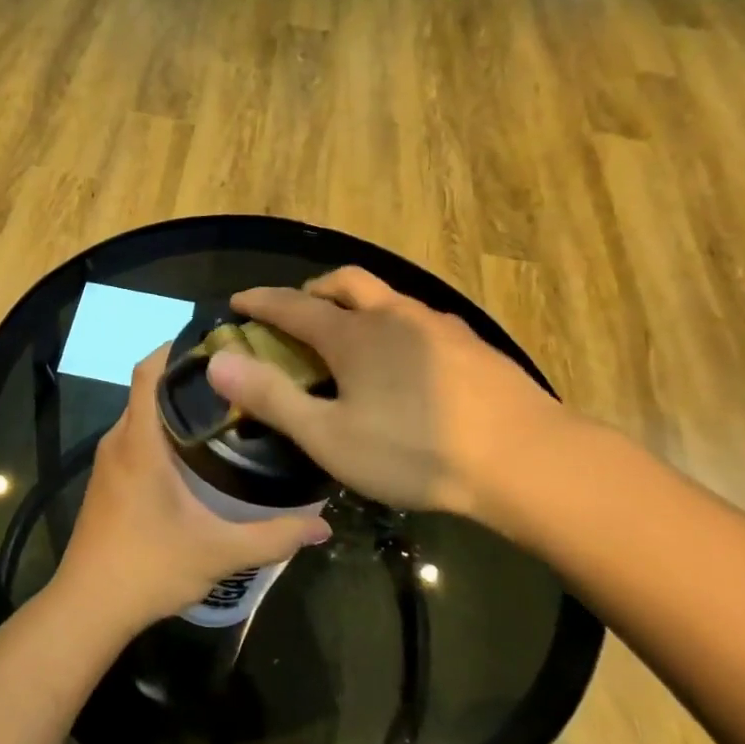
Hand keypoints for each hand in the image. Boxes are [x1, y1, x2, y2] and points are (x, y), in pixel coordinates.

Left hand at [55, 346, 332, 635]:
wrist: (88, 608)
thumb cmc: (148, 568)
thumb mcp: (218, 552)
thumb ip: (273, 536)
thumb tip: (324, 525)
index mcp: (139, 442)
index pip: (148, 371)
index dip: (176, 348)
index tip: (216, 341)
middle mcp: (118, 441)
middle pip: (148, 389)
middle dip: (187, 377)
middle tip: (238, 377)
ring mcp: (108, 461)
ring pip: (141, 414)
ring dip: (174, 406)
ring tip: (225, 408)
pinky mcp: (107, 480)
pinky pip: (135, 437)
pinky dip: (162, 431)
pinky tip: (196, 452)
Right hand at [204, 268, 572, 540]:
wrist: (526, 460)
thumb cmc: (415, 451)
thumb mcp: (330, 436)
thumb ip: (272, 397)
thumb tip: (218, 361)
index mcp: (353, 334)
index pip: (292, 306)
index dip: (260, 302)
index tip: (237, 301)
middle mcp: (392, 316)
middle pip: (344, 283)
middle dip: (313, 291)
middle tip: (298, 313)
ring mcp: (437, 327)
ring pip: (386, 299)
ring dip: (356, 306)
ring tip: (350, 340)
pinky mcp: (471, 346)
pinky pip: (417, 320)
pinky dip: (393, 327)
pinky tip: (404, 364)